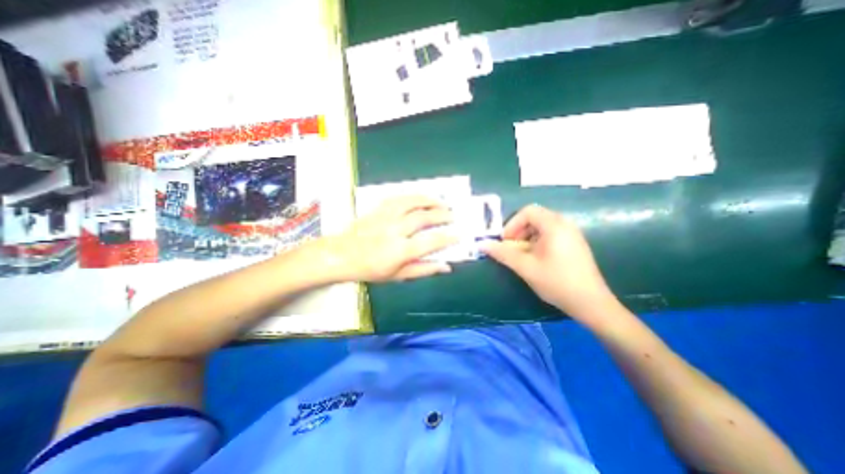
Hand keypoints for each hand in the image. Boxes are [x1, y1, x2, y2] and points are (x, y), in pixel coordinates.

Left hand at [310, 195, 458, 280]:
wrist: (341, 255)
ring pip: (412, 202)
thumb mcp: (398, 276)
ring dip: (430, 200)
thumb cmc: (370, 269)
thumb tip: (445, 266)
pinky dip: (413, 196)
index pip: (430, 242)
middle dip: (442, 215)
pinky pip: (399, 197)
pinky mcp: (378, 209)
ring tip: (441, 202)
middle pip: (423, 218)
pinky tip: (420, 198)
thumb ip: (423, 270)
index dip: (448, 237)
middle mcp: (394, 231)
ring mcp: (385, 217)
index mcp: (400, 251)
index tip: (459, 234)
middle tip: (453, 215)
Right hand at [482, 203, 614, 320]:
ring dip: (526, 237)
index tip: (505, 241)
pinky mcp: (574, 244)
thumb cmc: (557, 282)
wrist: (591, 303)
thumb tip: (482, 244)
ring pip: (542, 226)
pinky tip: (535, 259)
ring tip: (521, 255)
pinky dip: (537, 242)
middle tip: (511, 248)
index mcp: (554, 226)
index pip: (528, 211)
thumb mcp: (525, 267)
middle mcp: (565, 225)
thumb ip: (503, 254)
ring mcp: (572, 234)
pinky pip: (551, 234)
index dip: (512, 224)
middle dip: (518, 230)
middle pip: (535, 217)